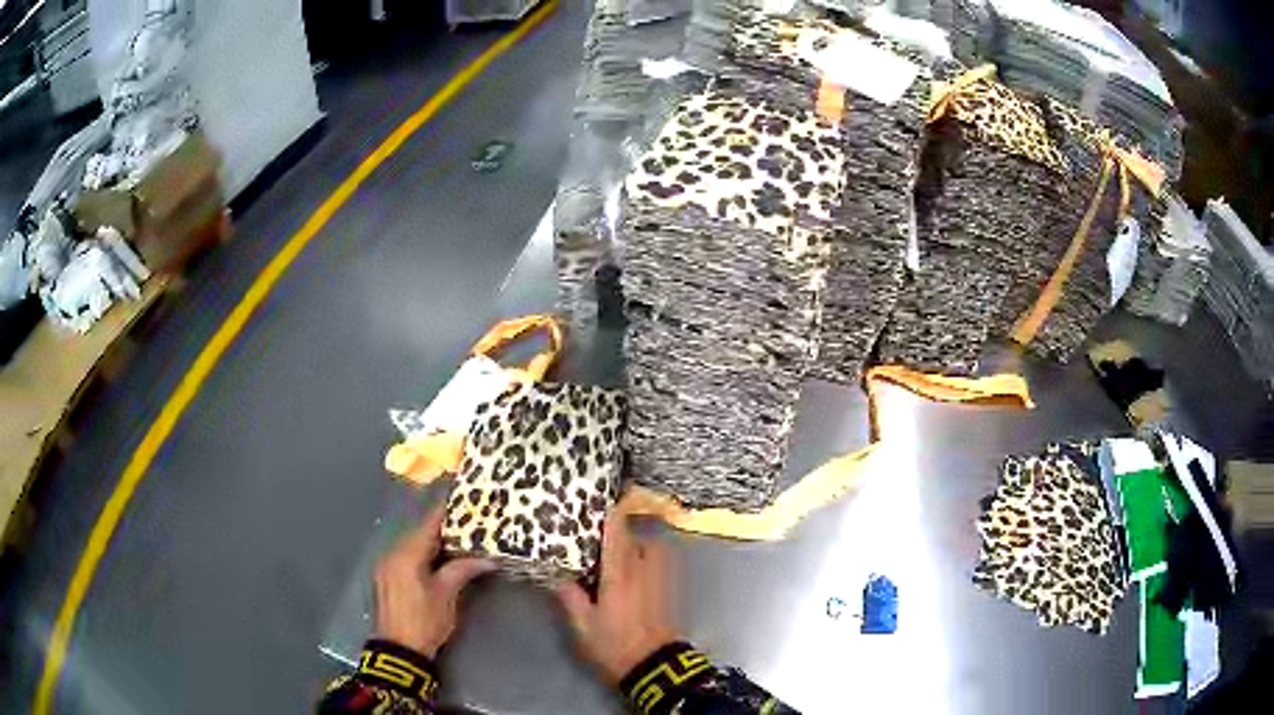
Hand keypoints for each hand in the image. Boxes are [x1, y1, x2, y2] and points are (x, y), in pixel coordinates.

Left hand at [374, 503, 494, 657]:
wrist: (399, 649)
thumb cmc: (424, 619)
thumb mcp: (446, 594)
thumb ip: (462, 570)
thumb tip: (486, 559)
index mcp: (407, 554)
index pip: (429, 525)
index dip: (446, 510)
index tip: (462, 497)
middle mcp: (393, 553)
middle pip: (420, 533)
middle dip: (443, 527)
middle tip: (468, 520)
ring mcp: (388, 567)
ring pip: (413, 545)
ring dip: (434, 542)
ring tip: (459, 538)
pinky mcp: (388, 579)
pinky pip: (408, 557)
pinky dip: (424, 554)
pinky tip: (440, 559)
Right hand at [556, 497, 678, 683]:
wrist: (655, 665)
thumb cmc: (615, 645)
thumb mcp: (583, 625)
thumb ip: (570, 596)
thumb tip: (557, 574)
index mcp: (620, 574)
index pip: (617, 532)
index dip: (609, 512)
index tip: (596, 499)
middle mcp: (644, 568)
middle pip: (635, 534)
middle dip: (618, 531)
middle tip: (597, 534)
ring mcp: (662, 576)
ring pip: (650, 545)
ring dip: (634, 544)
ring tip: (614, 554)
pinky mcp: (670, 586)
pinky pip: (658, 559)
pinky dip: (645, 556)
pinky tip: (630, 570)